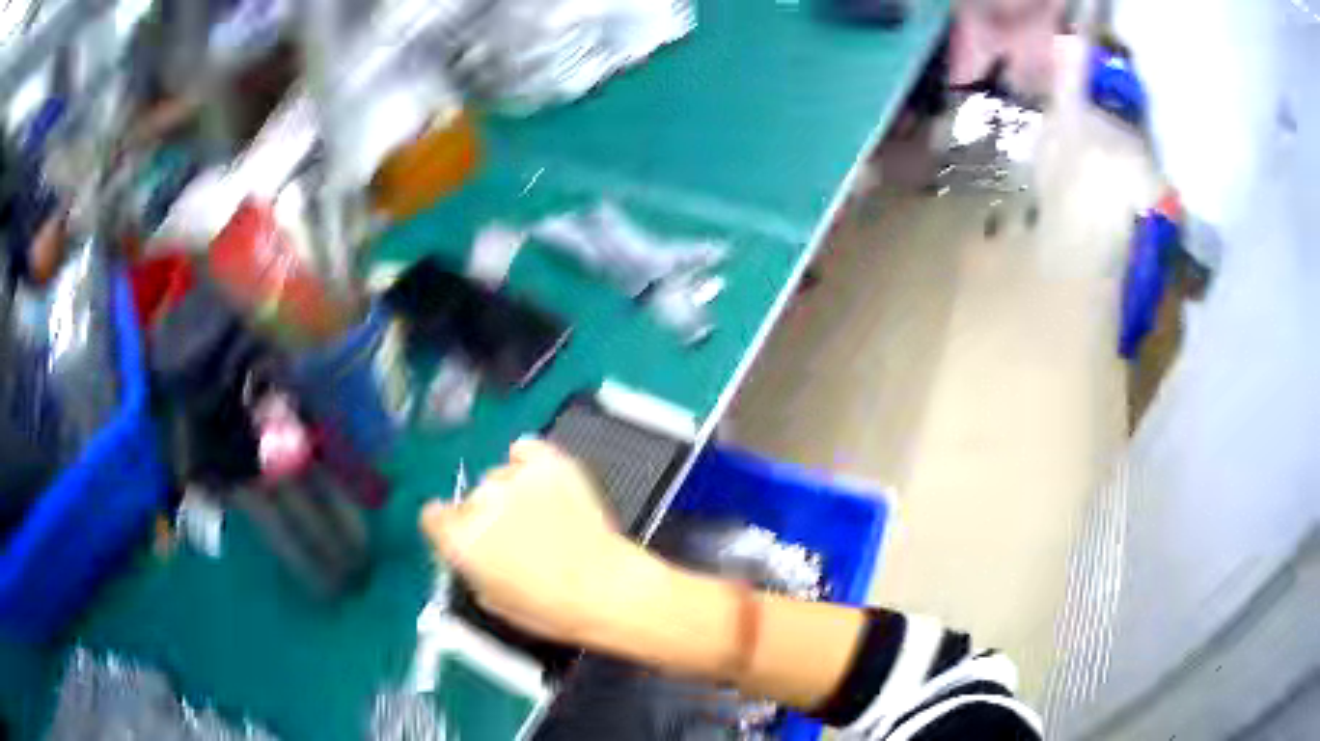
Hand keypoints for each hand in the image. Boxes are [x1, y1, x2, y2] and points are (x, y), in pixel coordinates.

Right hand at [420, 439, 648, 644]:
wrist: (605, 589)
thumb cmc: (548, 608)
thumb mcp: (491, 599)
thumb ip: (470, 566)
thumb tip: (472, 552)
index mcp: (457, 538)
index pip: (433, 516)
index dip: (449, 529)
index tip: (466, 538)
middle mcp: (478, 501)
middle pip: (471, 500)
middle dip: (487, 516)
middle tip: (517, 539)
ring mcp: (513, 477)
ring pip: (499, 478)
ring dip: (512, 494)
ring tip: (544, 518)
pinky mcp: (549, 463)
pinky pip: (526, 450)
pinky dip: (529, 462)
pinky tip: (542, 480)